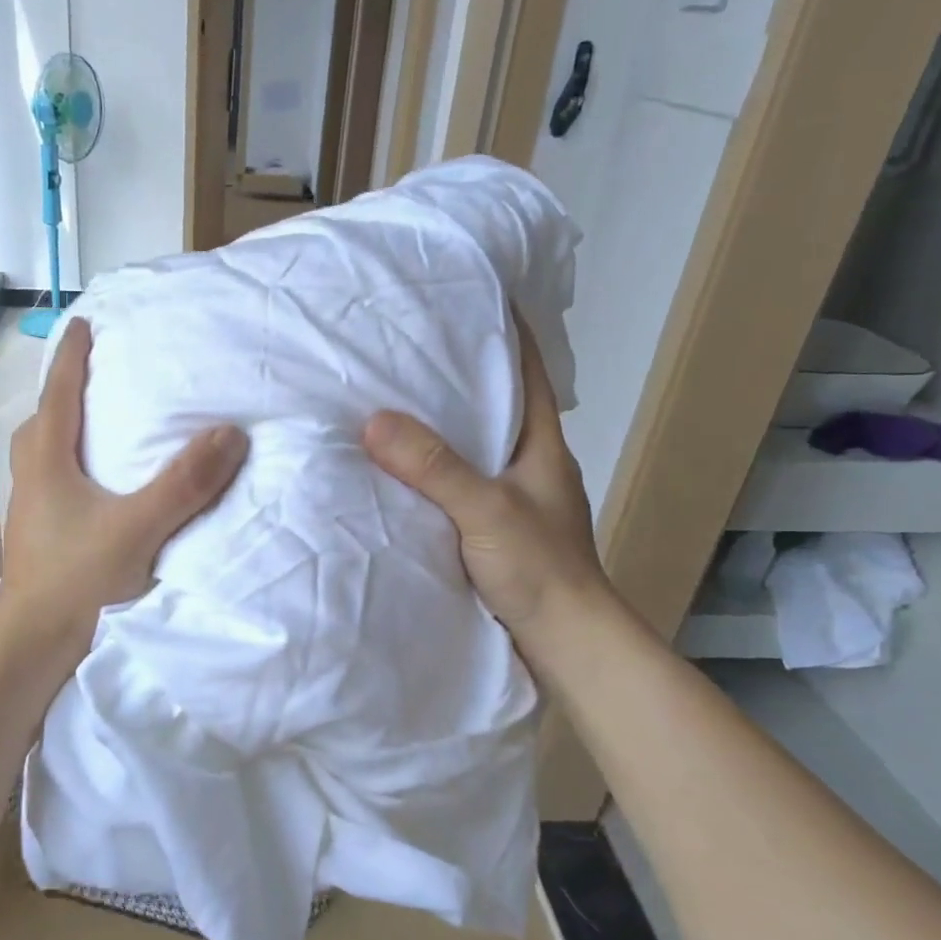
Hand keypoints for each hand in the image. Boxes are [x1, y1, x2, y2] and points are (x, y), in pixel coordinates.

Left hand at [0, 320, 248, 655]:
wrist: (31, 652)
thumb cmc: (77, 582)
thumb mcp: (138, 529)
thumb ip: (184, 483)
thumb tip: (230, 433)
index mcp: (47, 466)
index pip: (58, 396)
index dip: (71, 358)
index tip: (83, 323)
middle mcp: (31, 483)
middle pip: (40, 426)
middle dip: (61, 395)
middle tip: (88, 381)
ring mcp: (29, 516)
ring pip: (40, 460)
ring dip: (61, 436)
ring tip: (93, 432)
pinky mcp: (37, 543)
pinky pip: (50, 489)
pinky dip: (69, 474)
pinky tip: (95, 494)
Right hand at [361, 314, 613, 642]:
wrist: (566, 644)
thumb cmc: (541, 569)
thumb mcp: (487, 511)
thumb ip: (435, 467)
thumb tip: (374, 420)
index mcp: (541, 444)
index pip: (526, 370)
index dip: (506, 329)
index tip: (467, 296)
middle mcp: (528, 462)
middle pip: (492, 403)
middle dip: (455, 371)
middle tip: (404, 344)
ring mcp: (510, 497)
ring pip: (470, 444)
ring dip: (437, 423)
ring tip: (387, 396)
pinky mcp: (491, 529)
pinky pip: (454, 482)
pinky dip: (428, 467)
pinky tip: (393, 466)